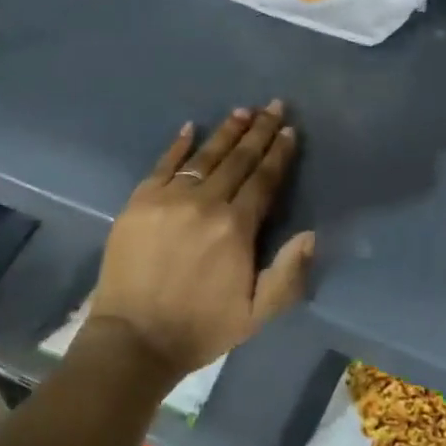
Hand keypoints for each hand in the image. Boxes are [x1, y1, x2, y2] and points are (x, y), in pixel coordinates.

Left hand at [88, 102, 315, 379]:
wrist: (134, 339)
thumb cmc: (201, 328)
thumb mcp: (257, 314)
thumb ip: (288, 273)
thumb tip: (311, 233)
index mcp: (236, 228)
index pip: (263, 179)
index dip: (279, 153)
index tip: (290, 130)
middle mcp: (205, 202)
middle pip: (238, 159)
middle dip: (259, 131)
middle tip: (273, 105)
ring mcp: (169, 198)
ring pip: (205, 155)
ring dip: (226, 131)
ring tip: (243, 111)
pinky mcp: (140, 201)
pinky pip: (164, 164)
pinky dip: (179, 144)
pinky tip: (191, 127)